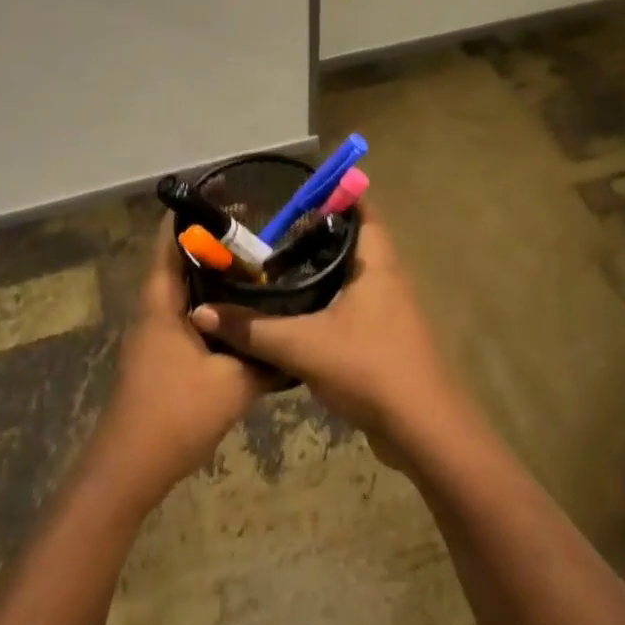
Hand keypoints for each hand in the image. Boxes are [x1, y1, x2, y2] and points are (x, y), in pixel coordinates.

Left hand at [90, 217, 273, 505]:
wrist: (130, 469)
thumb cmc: (175, 415)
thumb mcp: (232, 384)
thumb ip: (264, 357)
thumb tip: (294, 340)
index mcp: (161, 304)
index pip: (170, 242)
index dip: (193, 215)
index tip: (228, 198)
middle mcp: (154, 310)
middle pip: (179, 262)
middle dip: (214, 244)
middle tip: (258, 233)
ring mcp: (154, 334)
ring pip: (185, 291)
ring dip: (214, 277)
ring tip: (258, 268)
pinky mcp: (161, 355)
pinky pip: (189, 315)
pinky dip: (213, 305)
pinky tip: (245, 315)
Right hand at [189, 206, 461, 450]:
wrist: (423, 432)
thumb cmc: (371, 369)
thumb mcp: (303, 346)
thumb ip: (252, 330)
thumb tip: (202, 313)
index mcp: (378, 264)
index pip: (362, 210)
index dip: (334, 195)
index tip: (295, 192)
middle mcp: (388, 278)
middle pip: (352, 241)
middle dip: (315, 234)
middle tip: (271, 230)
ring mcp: (389, 310)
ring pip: (350, 277)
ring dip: (319, 271)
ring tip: (274, 267)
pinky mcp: (384, 339)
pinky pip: (350, 307)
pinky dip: (324, 301)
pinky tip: (293, 313)